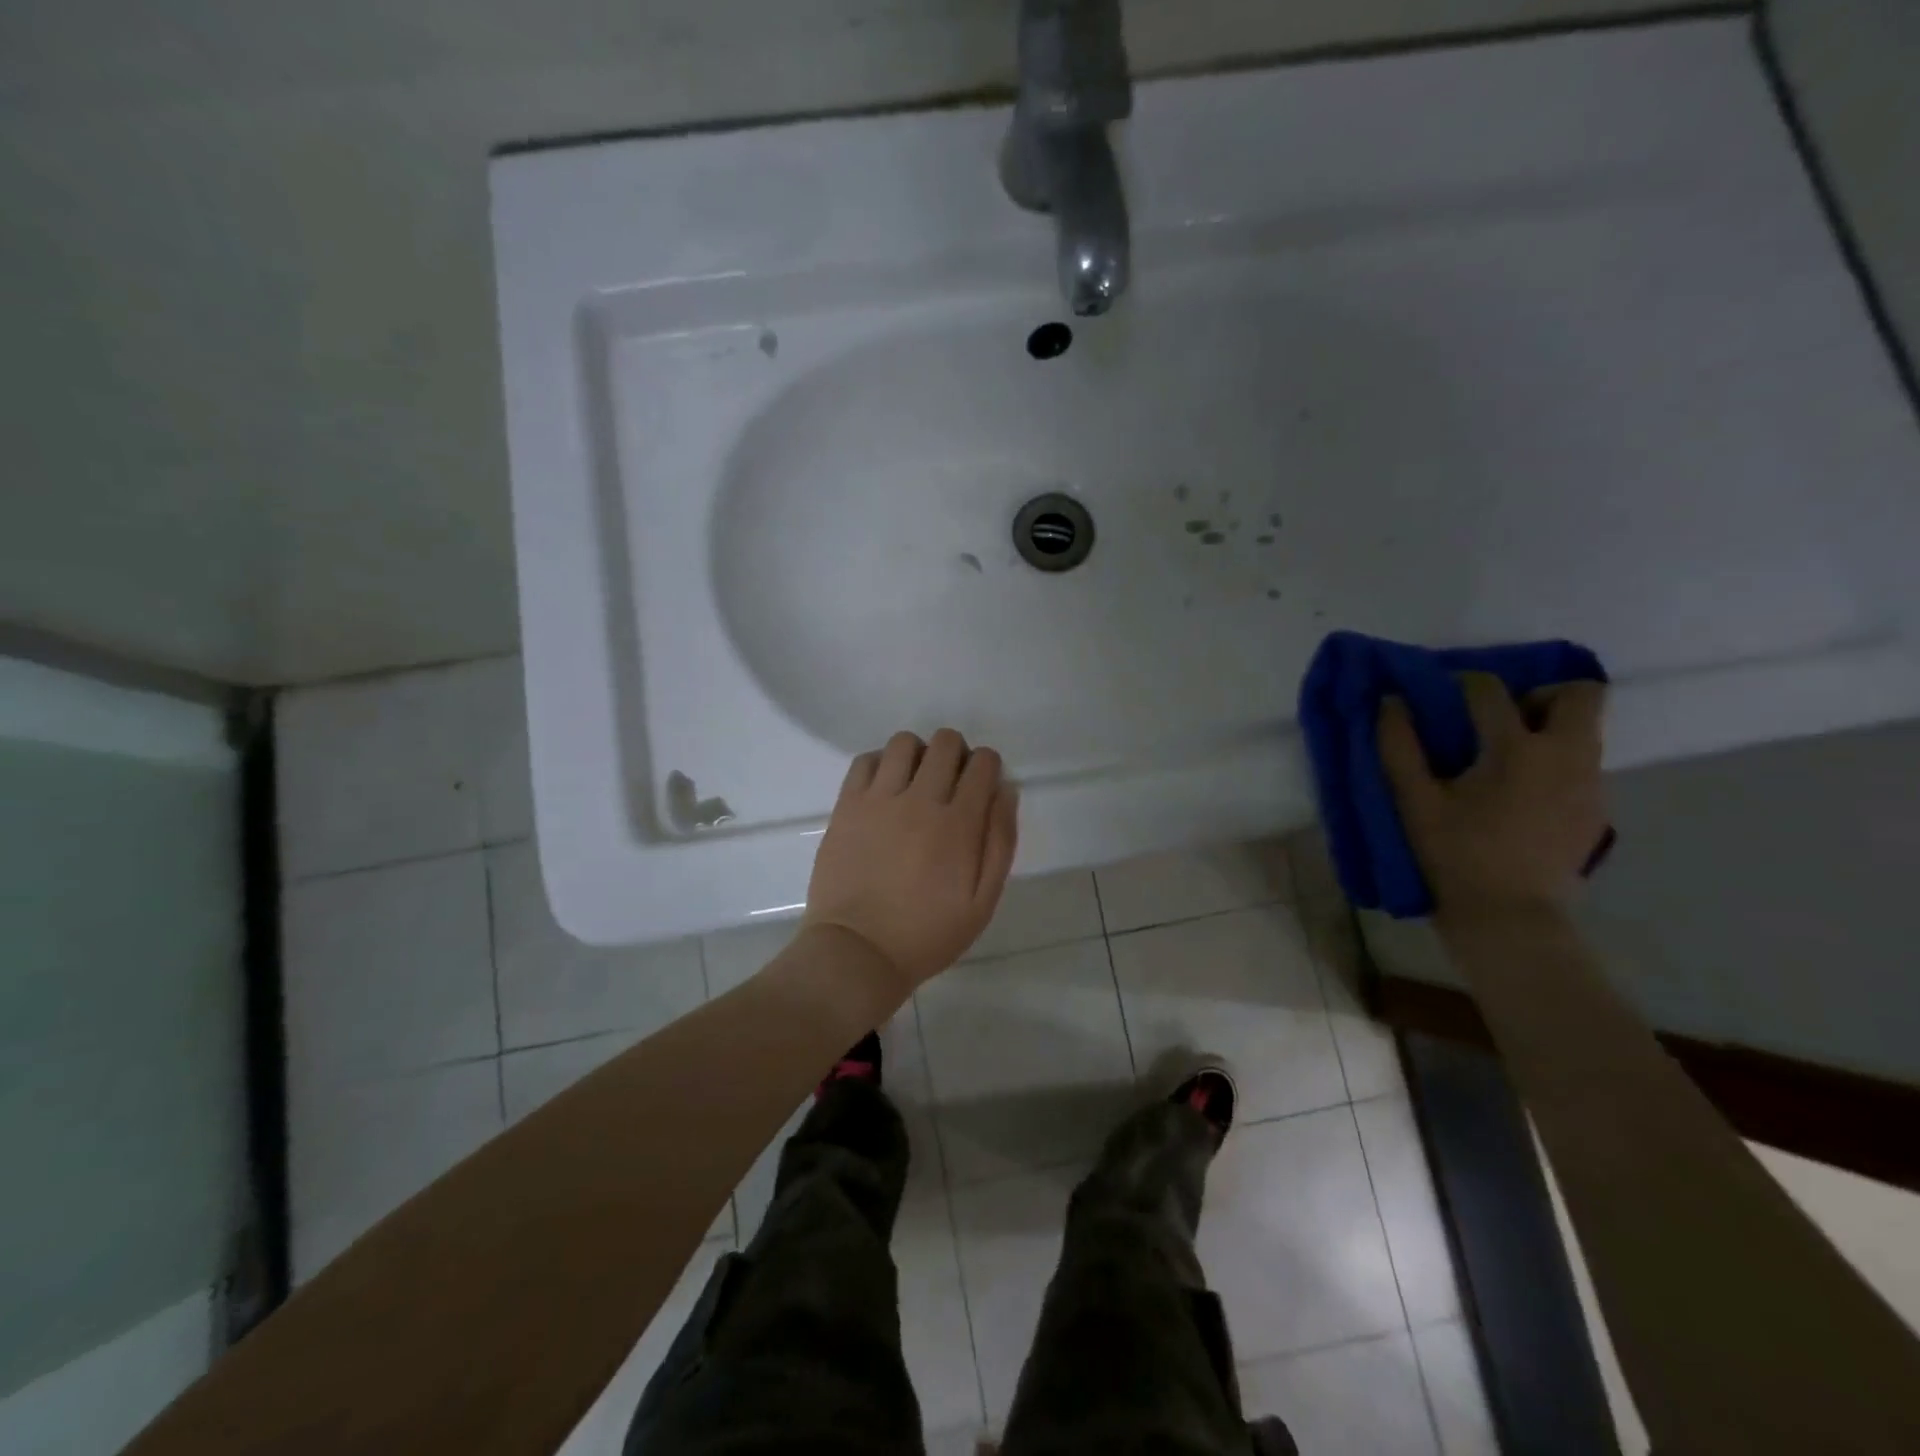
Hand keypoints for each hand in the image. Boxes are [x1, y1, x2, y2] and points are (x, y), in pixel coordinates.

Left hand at [803, 729, 1019, 989]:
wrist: (859, 952)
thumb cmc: (927, 934)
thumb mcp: (983, 902)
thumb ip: (1000, 842)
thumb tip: (1005, 790)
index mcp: (959, 824)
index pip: (984, 763)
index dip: (988, 767)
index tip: (981, 786)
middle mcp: (920, 800)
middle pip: (946, 742)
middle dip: (957, 754)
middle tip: (951, 783)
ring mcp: (879, 799)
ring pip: (904, 743)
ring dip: (919, 754)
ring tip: (915, 782)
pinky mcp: (847, 805)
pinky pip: (865, 760)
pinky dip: (880, 763)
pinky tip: (884, 789)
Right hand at [1379, 674, 1606, 921]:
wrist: (1508, 917)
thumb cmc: (1453, 855)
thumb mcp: (1413, 801)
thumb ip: (1399, 746)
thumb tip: (1391, 701)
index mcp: (1516, 750)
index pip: (1491, 690)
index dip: (1463, 683)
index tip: (1442, 696)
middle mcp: (1565, 756)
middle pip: (1578, 693)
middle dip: (1537, 695)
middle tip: (1498, 721)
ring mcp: (1590, 784)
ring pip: (1584, 730)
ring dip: (1546, 729)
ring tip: (1503, 758)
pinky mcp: (1597, 810)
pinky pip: (1581, 765)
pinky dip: (1553, 762)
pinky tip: (1518, 794)